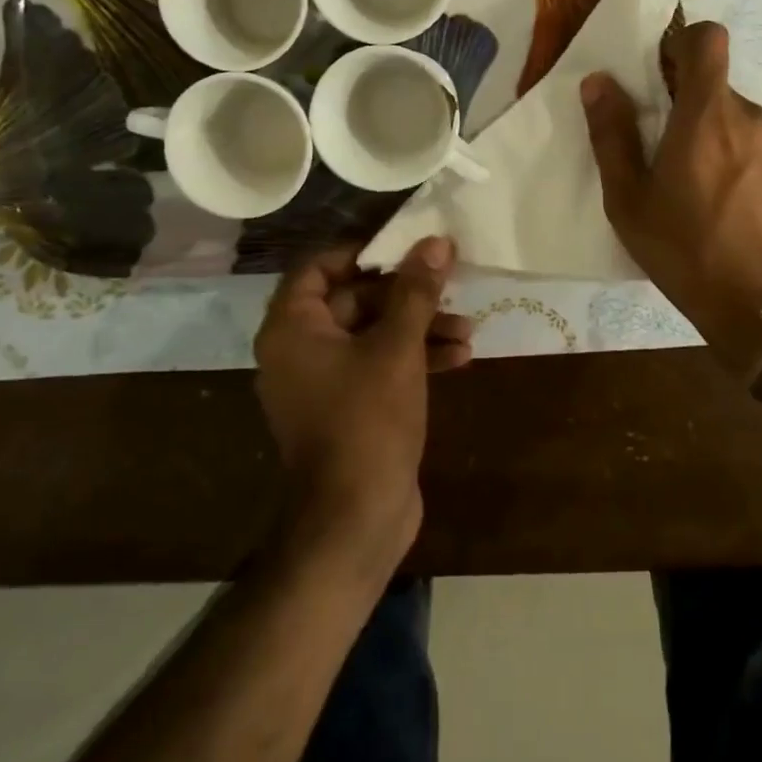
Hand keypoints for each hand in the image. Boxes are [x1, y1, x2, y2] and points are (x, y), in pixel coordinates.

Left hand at [253, 237, 469, 574]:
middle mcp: (300, 350)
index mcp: (293, 328)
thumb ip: (416, 291)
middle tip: (451, 286)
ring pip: (372, 335)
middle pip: (353, 300)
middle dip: (407, 296)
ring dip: (419, 328)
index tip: (405, 249)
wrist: (355, 520)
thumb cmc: (368, 421)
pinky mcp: (347, 409)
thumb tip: (435, 242)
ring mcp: (323, 383)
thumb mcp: (398, 348)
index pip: (318, 267)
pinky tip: (460, 358)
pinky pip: (377, 367)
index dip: (362, 253)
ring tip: (468, 329)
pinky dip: (413, 358)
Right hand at [582, 23, 761, 375]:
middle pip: (717, 87)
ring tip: (701, 190)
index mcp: (706, 115)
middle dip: (690, 107)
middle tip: (667, 154)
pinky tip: (733, 208)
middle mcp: (752, 117)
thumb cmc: (685, 251)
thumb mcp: (629, 200)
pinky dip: (744, 162)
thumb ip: (612, 134)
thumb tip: (598, 81)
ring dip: (718, 138)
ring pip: (740, 121)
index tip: (661, 75)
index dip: (683, 43)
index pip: (708, 38)